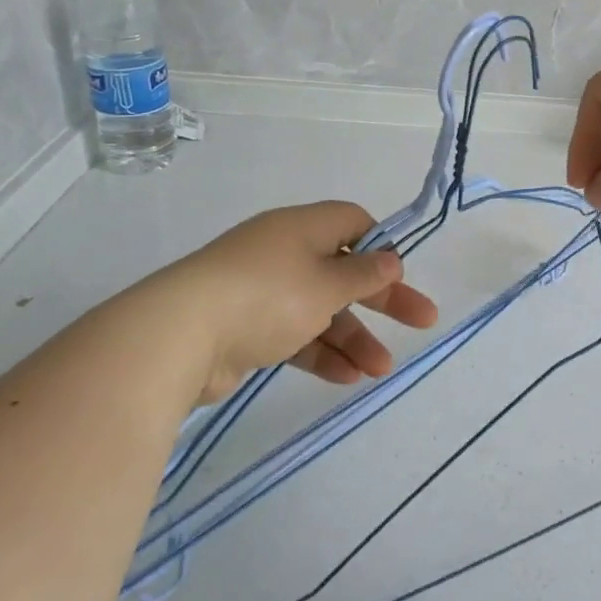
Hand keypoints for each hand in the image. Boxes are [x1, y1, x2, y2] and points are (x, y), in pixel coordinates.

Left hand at [167, 202, 437, 404]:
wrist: (179, 337)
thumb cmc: (267, 296)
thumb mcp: (326, 283)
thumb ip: (363, 274)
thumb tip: (390, 259)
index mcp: (302, 228)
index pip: (352, 222)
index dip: (380, 246)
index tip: (399, 276)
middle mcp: (283, 254)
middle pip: (344, 271)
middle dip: (383, 299)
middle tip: (422, 322)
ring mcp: (262, 292)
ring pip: (321, 309)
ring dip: (354, 337)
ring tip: (380, 370)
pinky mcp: (246, 328)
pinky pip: (295, 335)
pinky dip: (320, 353)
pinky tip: (346, 378)